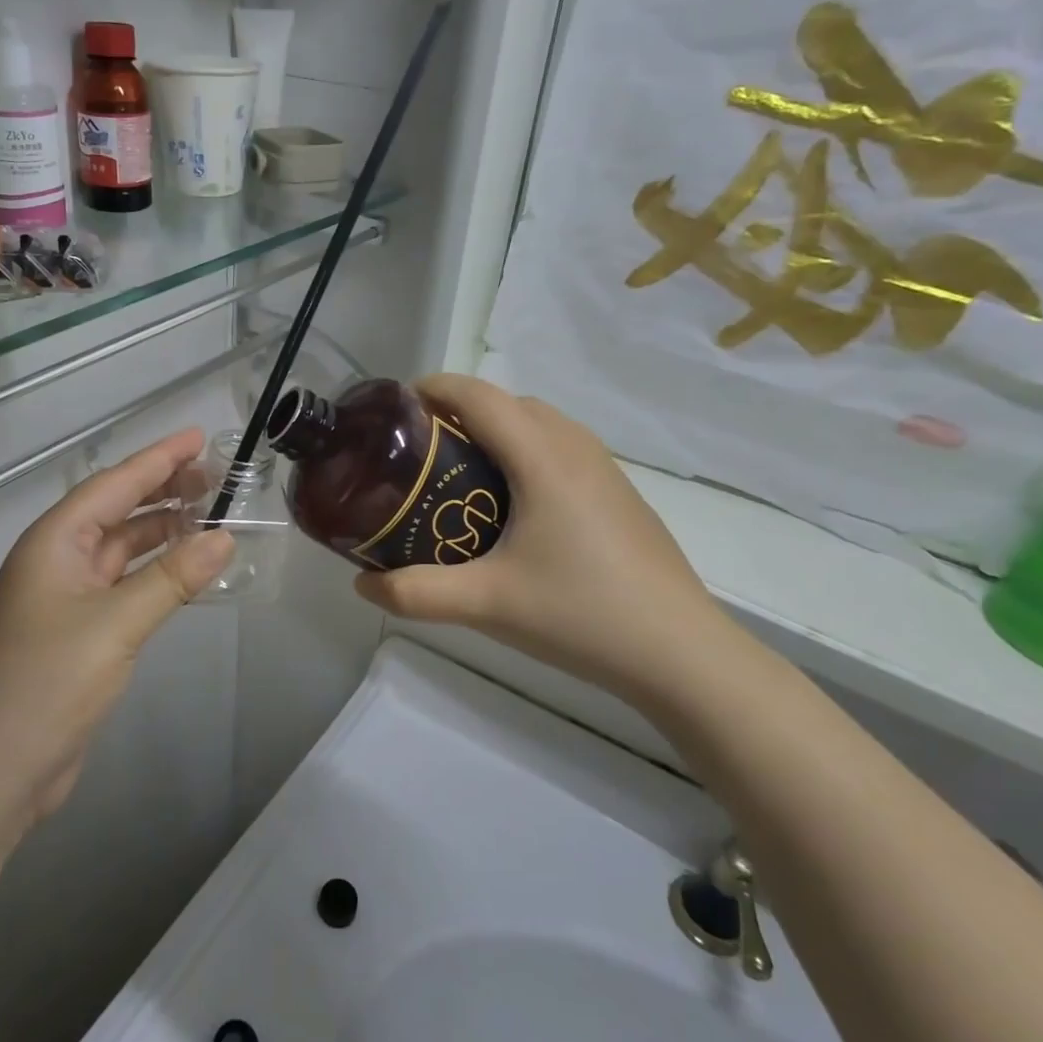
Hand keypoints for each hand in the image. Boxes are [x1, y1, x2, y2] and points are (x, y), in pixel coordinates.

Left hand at [0, 428, 233, 830]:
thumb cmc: (45, 684)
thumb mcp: (115, 625)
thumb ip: (172, 578)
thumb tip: (224, 537)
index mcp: (54, 543)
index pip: (113, 484)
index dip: (158, 459)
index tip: (199, 438)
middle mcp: (57, 561)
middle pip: (117, 511)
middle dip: (163, 490)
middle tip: (216, 477)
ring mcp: (66, 599)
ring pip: (122, 549)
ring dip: (162, 531)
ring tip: (210, 515)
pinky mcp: (78, 633)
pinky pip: (124, 585)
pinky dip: (155, 572)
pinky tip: (185, 570)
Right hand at [353, 375, 726, 709]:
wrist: (680, 653)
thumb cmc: (579, 614)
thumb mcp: (486, 604)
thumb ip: (416, 593)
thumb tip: (361, 586)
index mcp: (542, 457)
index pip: (478, 395)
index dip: (432, 388)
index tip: (394, 410)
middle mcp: (575, 448)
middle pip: (508, 403)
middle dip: (459, 410)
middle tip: (421, 452)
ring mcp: (604, 469)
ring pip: (540, 424)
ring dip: (497, 430)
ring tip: (462, 475)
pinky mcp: (619, 494)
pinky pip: (561, 448)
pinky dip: (526, 452)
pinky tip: (515, 507)